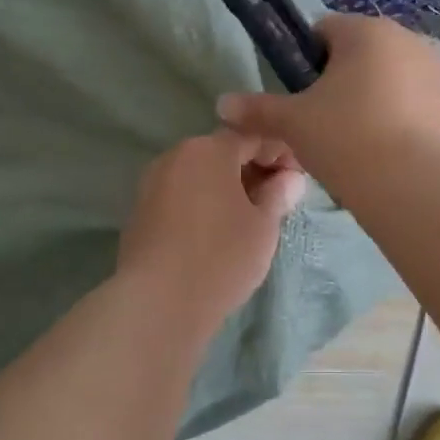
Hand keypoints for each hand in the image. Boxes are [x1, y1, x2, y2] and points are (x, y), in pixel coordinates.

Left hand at [115, 129, 307, 341]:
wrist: (158, 303)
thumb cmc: (221, 256)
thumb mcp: (263, 226)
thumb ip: (278, 195)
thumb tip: (290, 179)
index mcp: (208, 150)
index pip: (253, 136)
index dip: (280, 153)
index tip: (298, 179)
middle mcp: (176, 156)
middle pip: (222, 153)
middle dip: (253, 170)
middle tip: (278, 200)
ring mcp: (152, 183)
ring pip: (200, 175)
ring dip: (227, 188)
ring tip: (251, 218)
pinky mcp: (140, 212)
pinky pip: (182, 195)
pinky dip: (204, 203)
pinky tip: (218, 231)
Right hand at [216, 14, 439, 186]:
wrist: (412, 185)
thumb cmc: (346, 137)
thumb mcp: (293, 123)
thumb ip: (258, 109)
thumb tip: (222, 104)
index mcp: (366, 31)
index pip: (323, 30)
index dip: (303, 61)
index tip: (299, 96)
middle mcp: (405, 39)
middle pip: (357, 53)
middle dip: (337, 81)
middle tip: (320, 122)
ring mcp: (431, 71)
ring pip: (384, 77)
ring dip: (365, 98)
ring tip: (350, 141)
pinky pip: (407, 101)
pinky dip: (391, 117)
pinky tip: (379, 151)